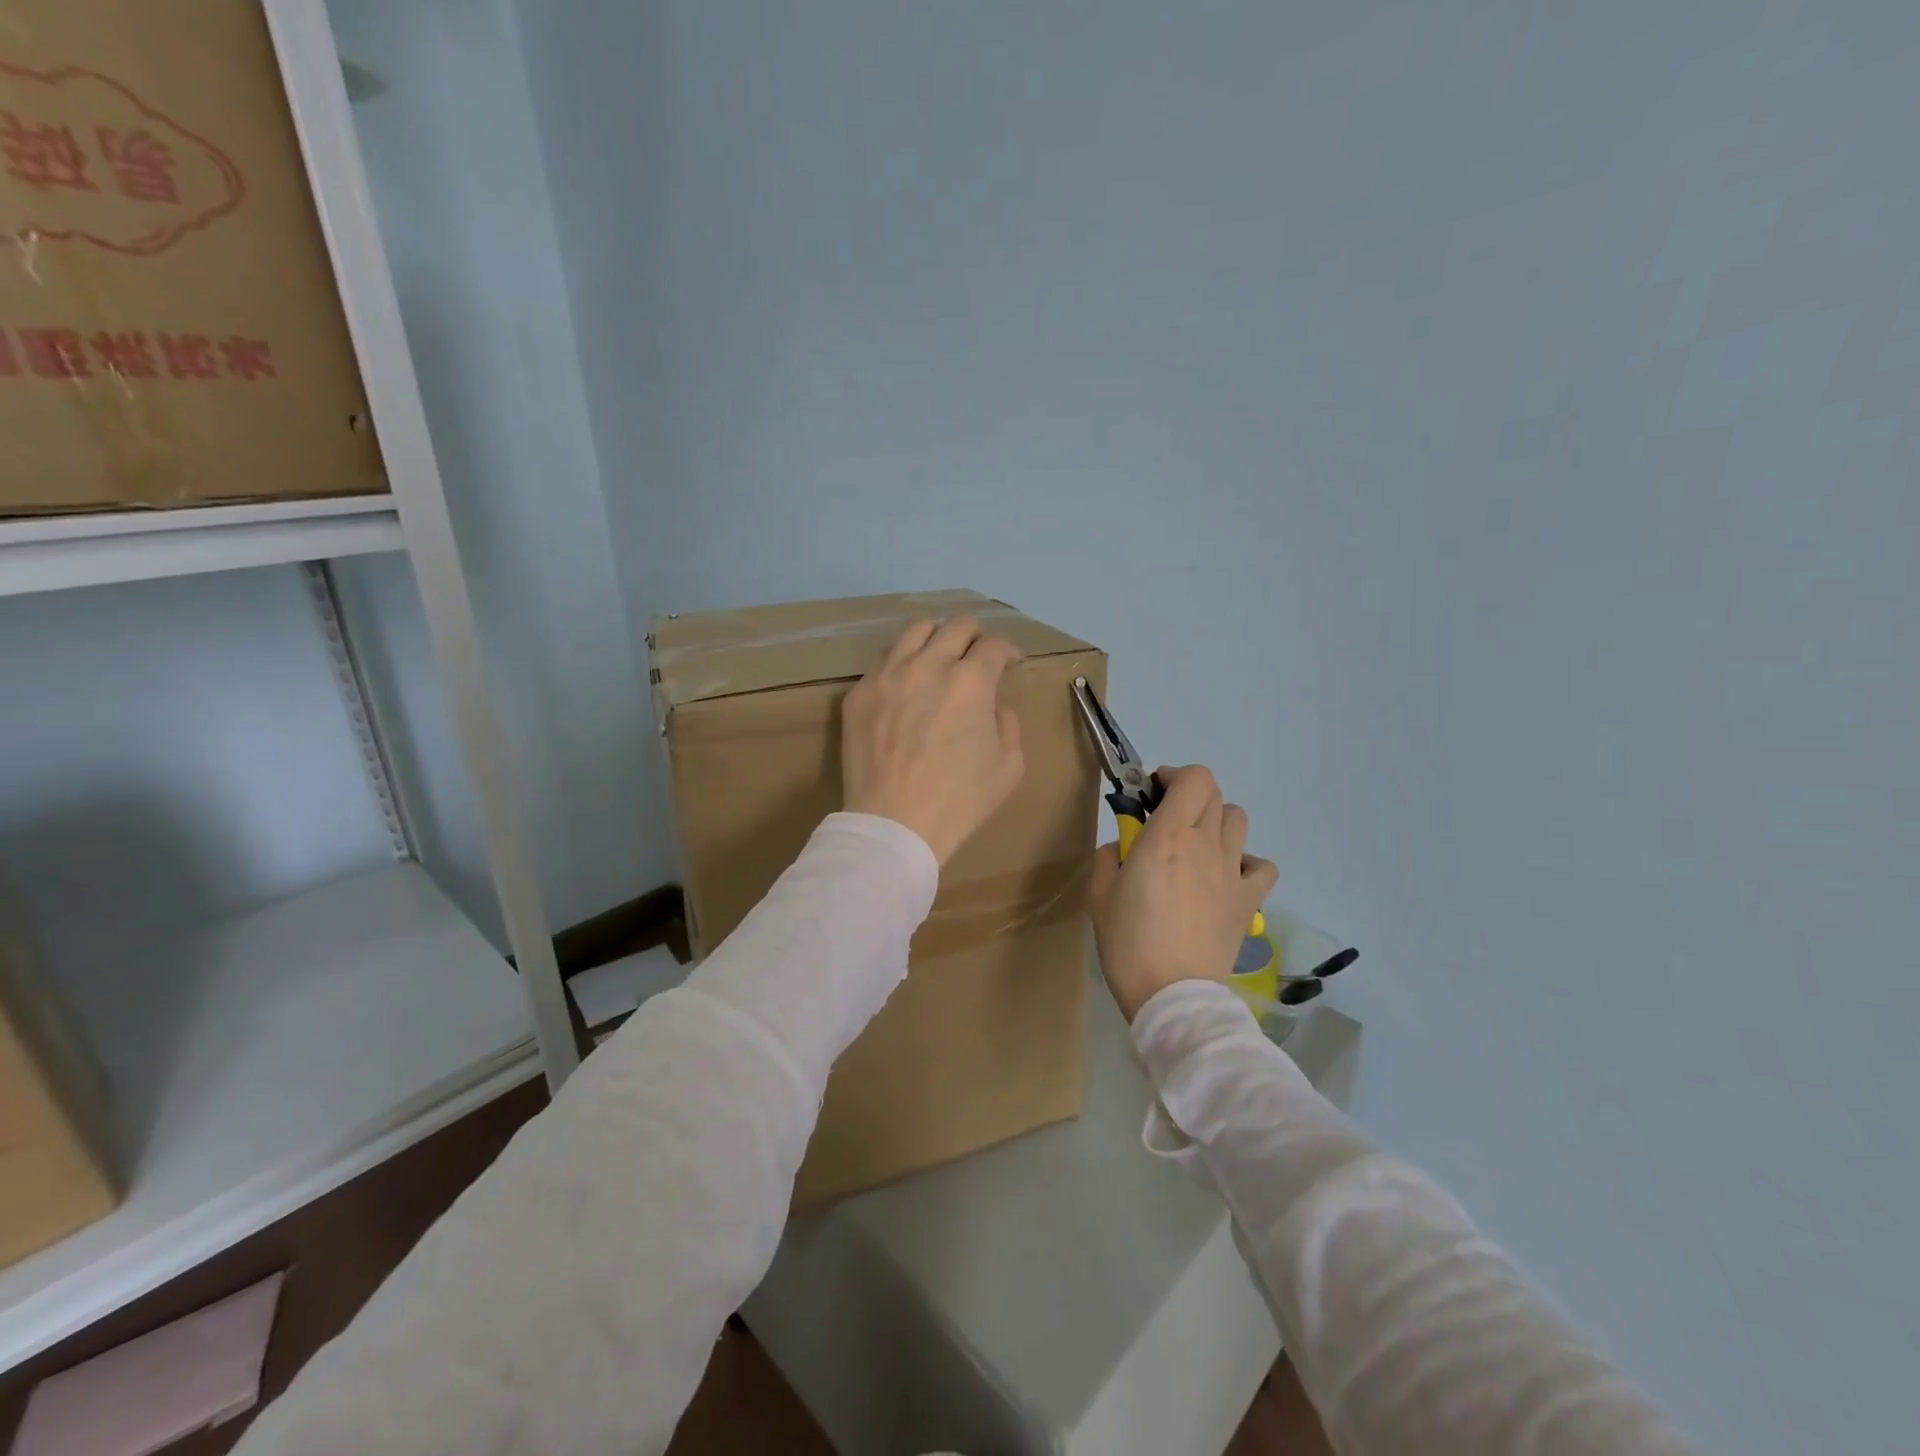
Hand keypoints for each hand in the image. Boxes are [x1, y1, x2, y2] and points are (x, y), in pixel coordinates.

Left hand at [841, 616, 1025, 864]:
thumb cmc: (959, 801)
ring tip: (938, 660)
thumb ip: (1008, 723)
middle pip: (957, 625)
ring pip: (916, 630)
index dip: (1009, 652)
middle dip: (975, 637)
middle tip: (977, 659)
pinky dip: (902, 663)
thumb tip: (993, 704)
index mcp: (971, 681)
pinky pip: (883, 659)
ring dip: (936, 639)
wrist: (895, 825)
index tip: (1010, 664)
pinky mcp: (859, 692)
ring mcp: (888, 674)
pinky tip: (905, 685)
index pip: (995, 645)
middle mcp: (929, 664)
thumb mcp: (1009, 767)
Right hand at [1089, 765, 1278, 1021]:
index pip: (1193, 778)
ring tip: (1195, 846)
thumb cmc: (1129, 944)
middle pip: (1213, 794)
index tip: (1152, 794)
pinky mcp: (1249, 901)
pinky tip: (1226, 876)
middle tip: (1166, 820)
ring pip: (1237, 820)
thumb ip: (1109, 857)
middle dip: (1188, 795)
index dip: (1174, 776)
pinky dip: (1246, 862)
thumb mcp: (1099, 895)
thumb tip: (1123, 847)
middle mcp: (1205, 844)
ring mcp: (1232, 872)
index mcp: (1166, 836)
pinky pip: (1261, 865)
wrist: (1173, 995)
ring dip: (1214, 821)